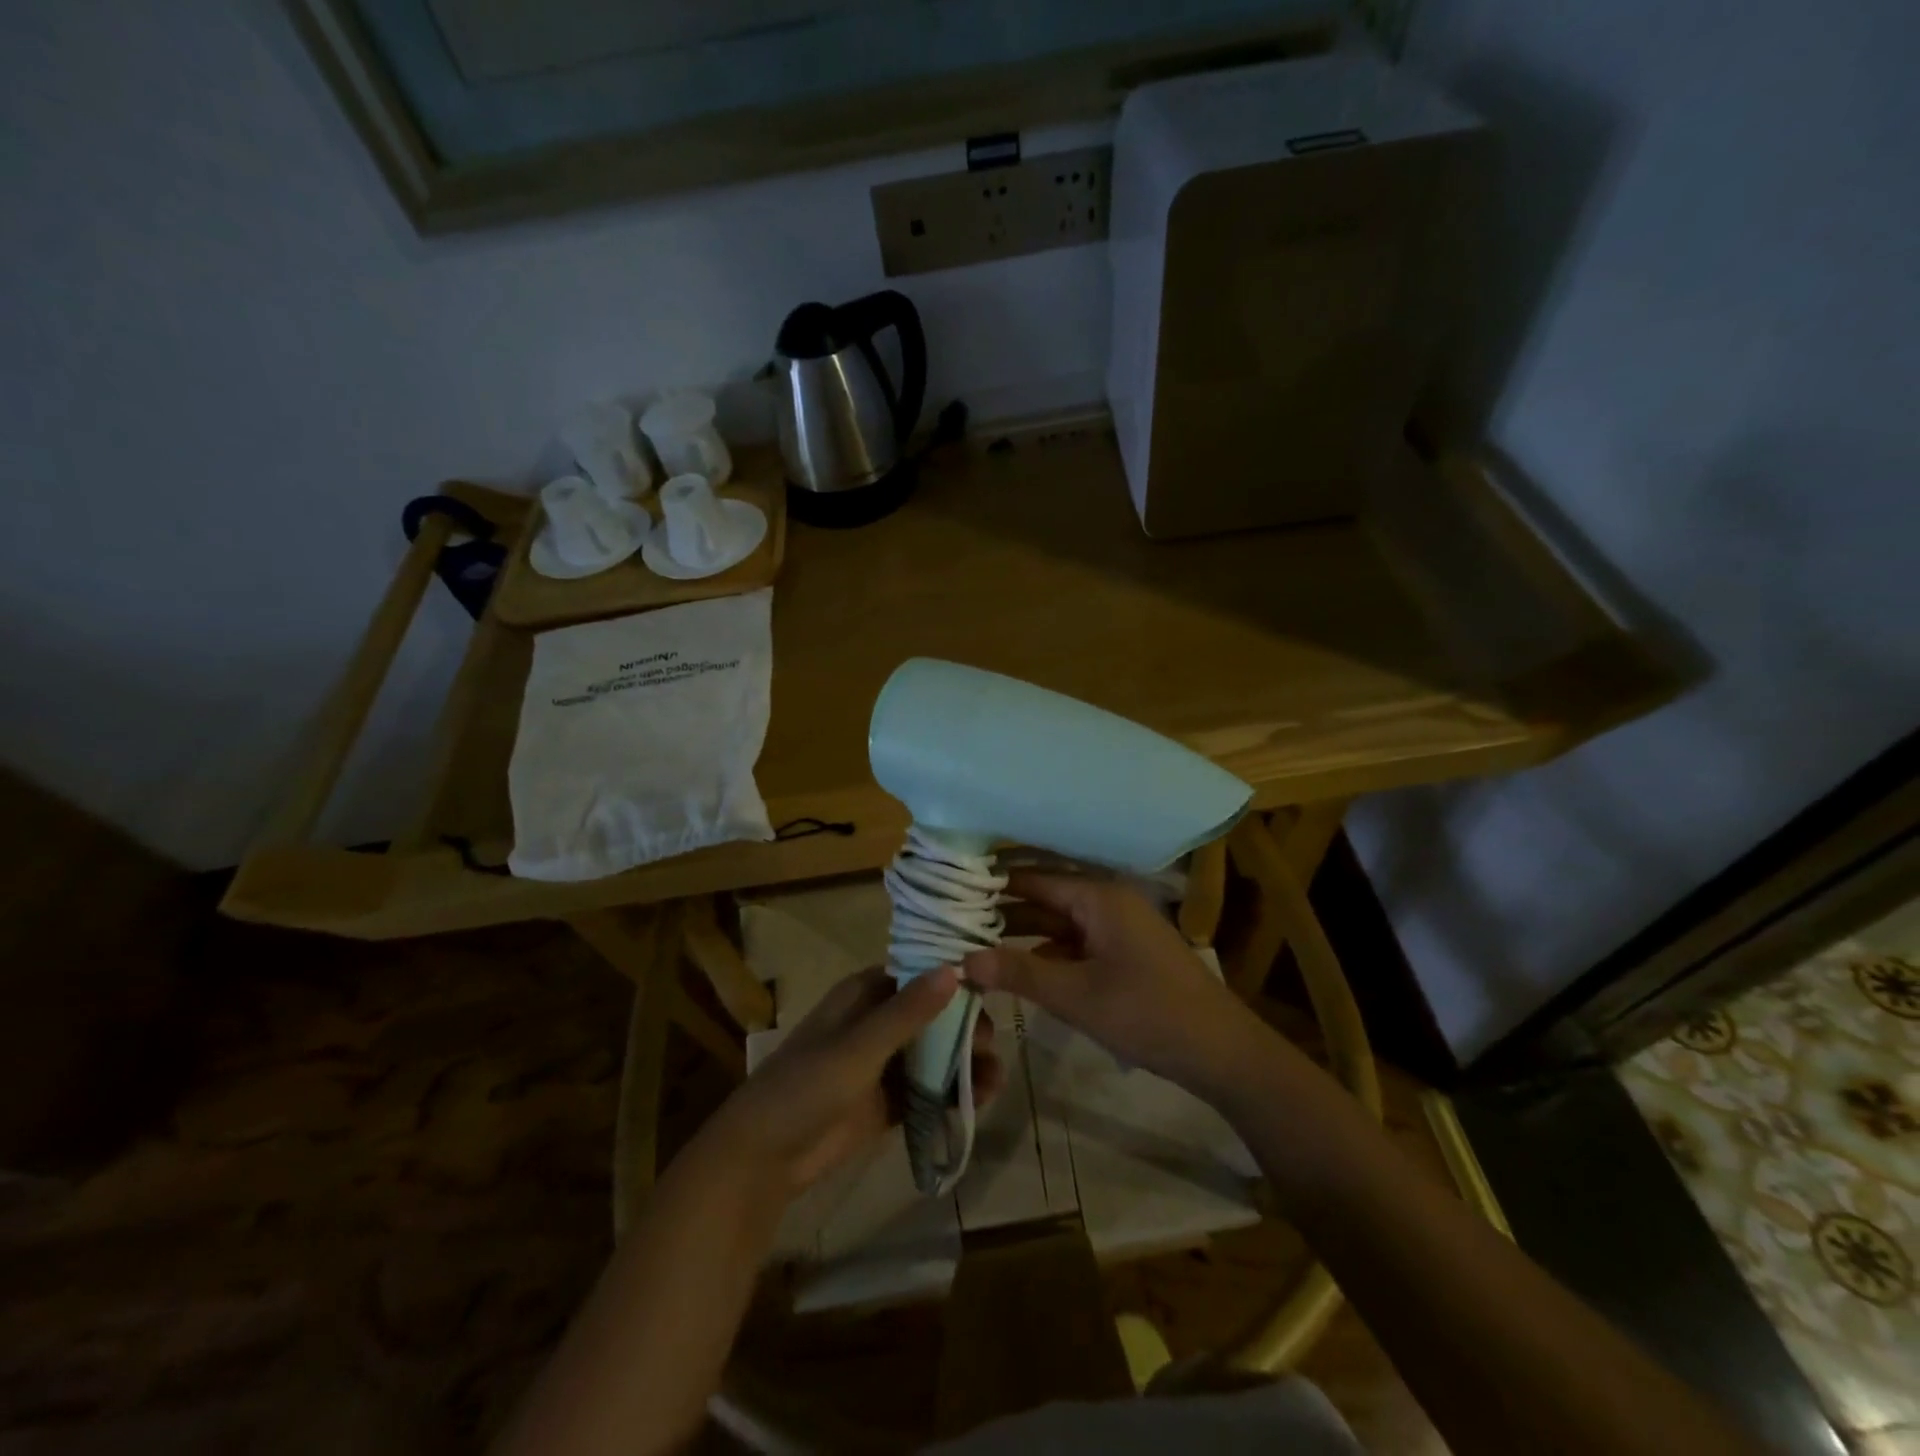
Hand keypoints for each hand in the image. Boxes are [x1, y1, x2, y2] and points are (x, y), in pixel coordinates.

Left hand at [703, 966, 1002, 1199]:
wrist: (764, 1158)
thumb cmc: (806, 1086)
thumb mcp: (859, 1046)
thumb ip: (907, 1011)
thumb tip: (955, 968)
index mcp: (864, 995)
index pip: (917, 974)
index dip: (952, 977)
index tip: (991, 985)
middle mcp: (875, 1023)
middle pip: (931, 1016)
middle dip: (963, 1027)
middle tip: (992, 1044)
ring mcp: (882, 1064)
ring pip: (933, 1054)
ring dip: (963, 1062)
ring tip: (996, 1078)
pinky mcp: (886, 1102)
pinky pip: (927, 1090)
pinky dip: (950, 1093)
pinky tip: (981, 1099)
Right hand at [963, 871, 1265, 1096]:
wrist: (1220, 1050)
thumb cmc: (1146, 1013)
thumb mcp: (1075, 995)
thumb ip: (1018, 972)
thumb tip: (962, 959)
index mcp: (1098, 896)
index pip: (1033, 879)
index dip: (992, 886)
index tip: (951, 893)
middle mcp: (1107, 900)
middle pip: (1045, 897)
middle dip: (1003, 911)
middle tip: (954, 922)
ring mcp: (1119, 926)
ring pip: (1059, 922)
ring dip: (1023, 933)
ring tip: (975, 944)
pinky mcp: (1125, 952)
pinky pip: (1076, 942)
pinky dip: (1048, 952)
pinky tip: (1019, 968)